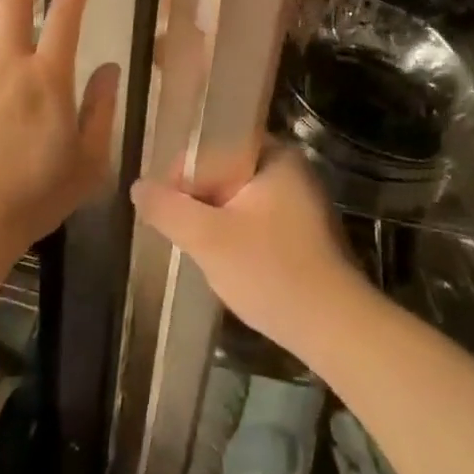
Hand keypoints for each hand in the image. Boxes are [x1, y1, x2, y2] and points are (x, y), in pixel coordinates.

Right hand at [131, 149, 365, 357]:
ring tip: (198, 249)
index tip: (164, 207)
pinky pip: (256, 220)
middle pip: (225, 172)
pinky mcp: (303, 233)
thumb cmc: (270, 271)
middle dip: (198, 201)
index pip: (213, 145)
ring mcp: (300, 202)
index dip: (181, 173)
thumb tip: (138, 187)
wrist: (335, 327)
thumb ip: (168, 208)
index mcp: (275, 155)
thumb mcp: (208, 239)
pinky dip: (236, 235)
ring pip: (239, 200)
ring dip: (215, 221)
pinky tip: (226, 263)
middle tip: (178, 232)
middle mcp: (291, 170)